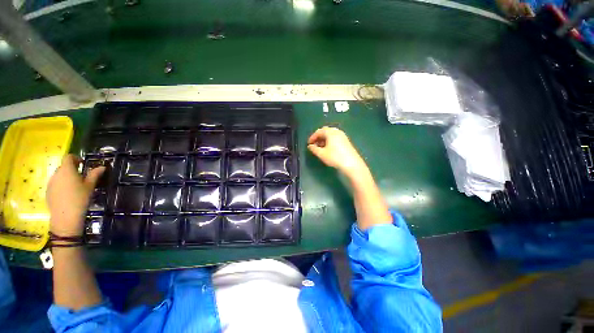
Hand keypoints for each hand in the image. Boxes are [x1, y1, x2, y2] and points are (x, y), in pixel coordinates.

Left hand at [46, 154, 104, 236]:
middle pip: (63, 167)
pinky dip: (62, 185)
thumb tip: (102, 167)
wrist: (65, 216)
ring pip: (59, 176)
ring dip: (66, 178)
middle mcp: (56, 174)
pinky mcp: (48, 191)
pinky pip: (55, 184)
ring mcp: (50, 183)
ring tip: (75, 187)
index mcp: (67, 170)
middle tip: (81, 177)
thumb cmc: (80, 198)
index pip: (68, 157)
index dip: (75, 158)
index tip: (82, 164)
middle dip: (71, 169)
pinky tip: (68, 195)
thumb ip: (95, 175)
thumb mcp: (90, 186)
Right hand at [307, 127, 366, 177]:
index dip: (312, 137)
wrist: (351, 164)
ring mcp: (343, 136)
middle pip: (325, 131)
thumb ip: (314, 149)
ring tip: (320, 148)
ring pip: (331, 135)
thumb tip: (310, 146)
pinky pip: (335, 138)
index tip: (309, 143)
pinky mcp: (346, 141)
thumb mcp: (321, 154)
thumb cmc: (335, 157)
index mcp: (330, 132)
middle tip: (314, 144)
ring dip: (324, 139)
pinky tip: (328, 149)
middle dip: (318, 137)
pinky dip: (330, 141)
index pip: (319, 131)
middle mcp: (337, 132)